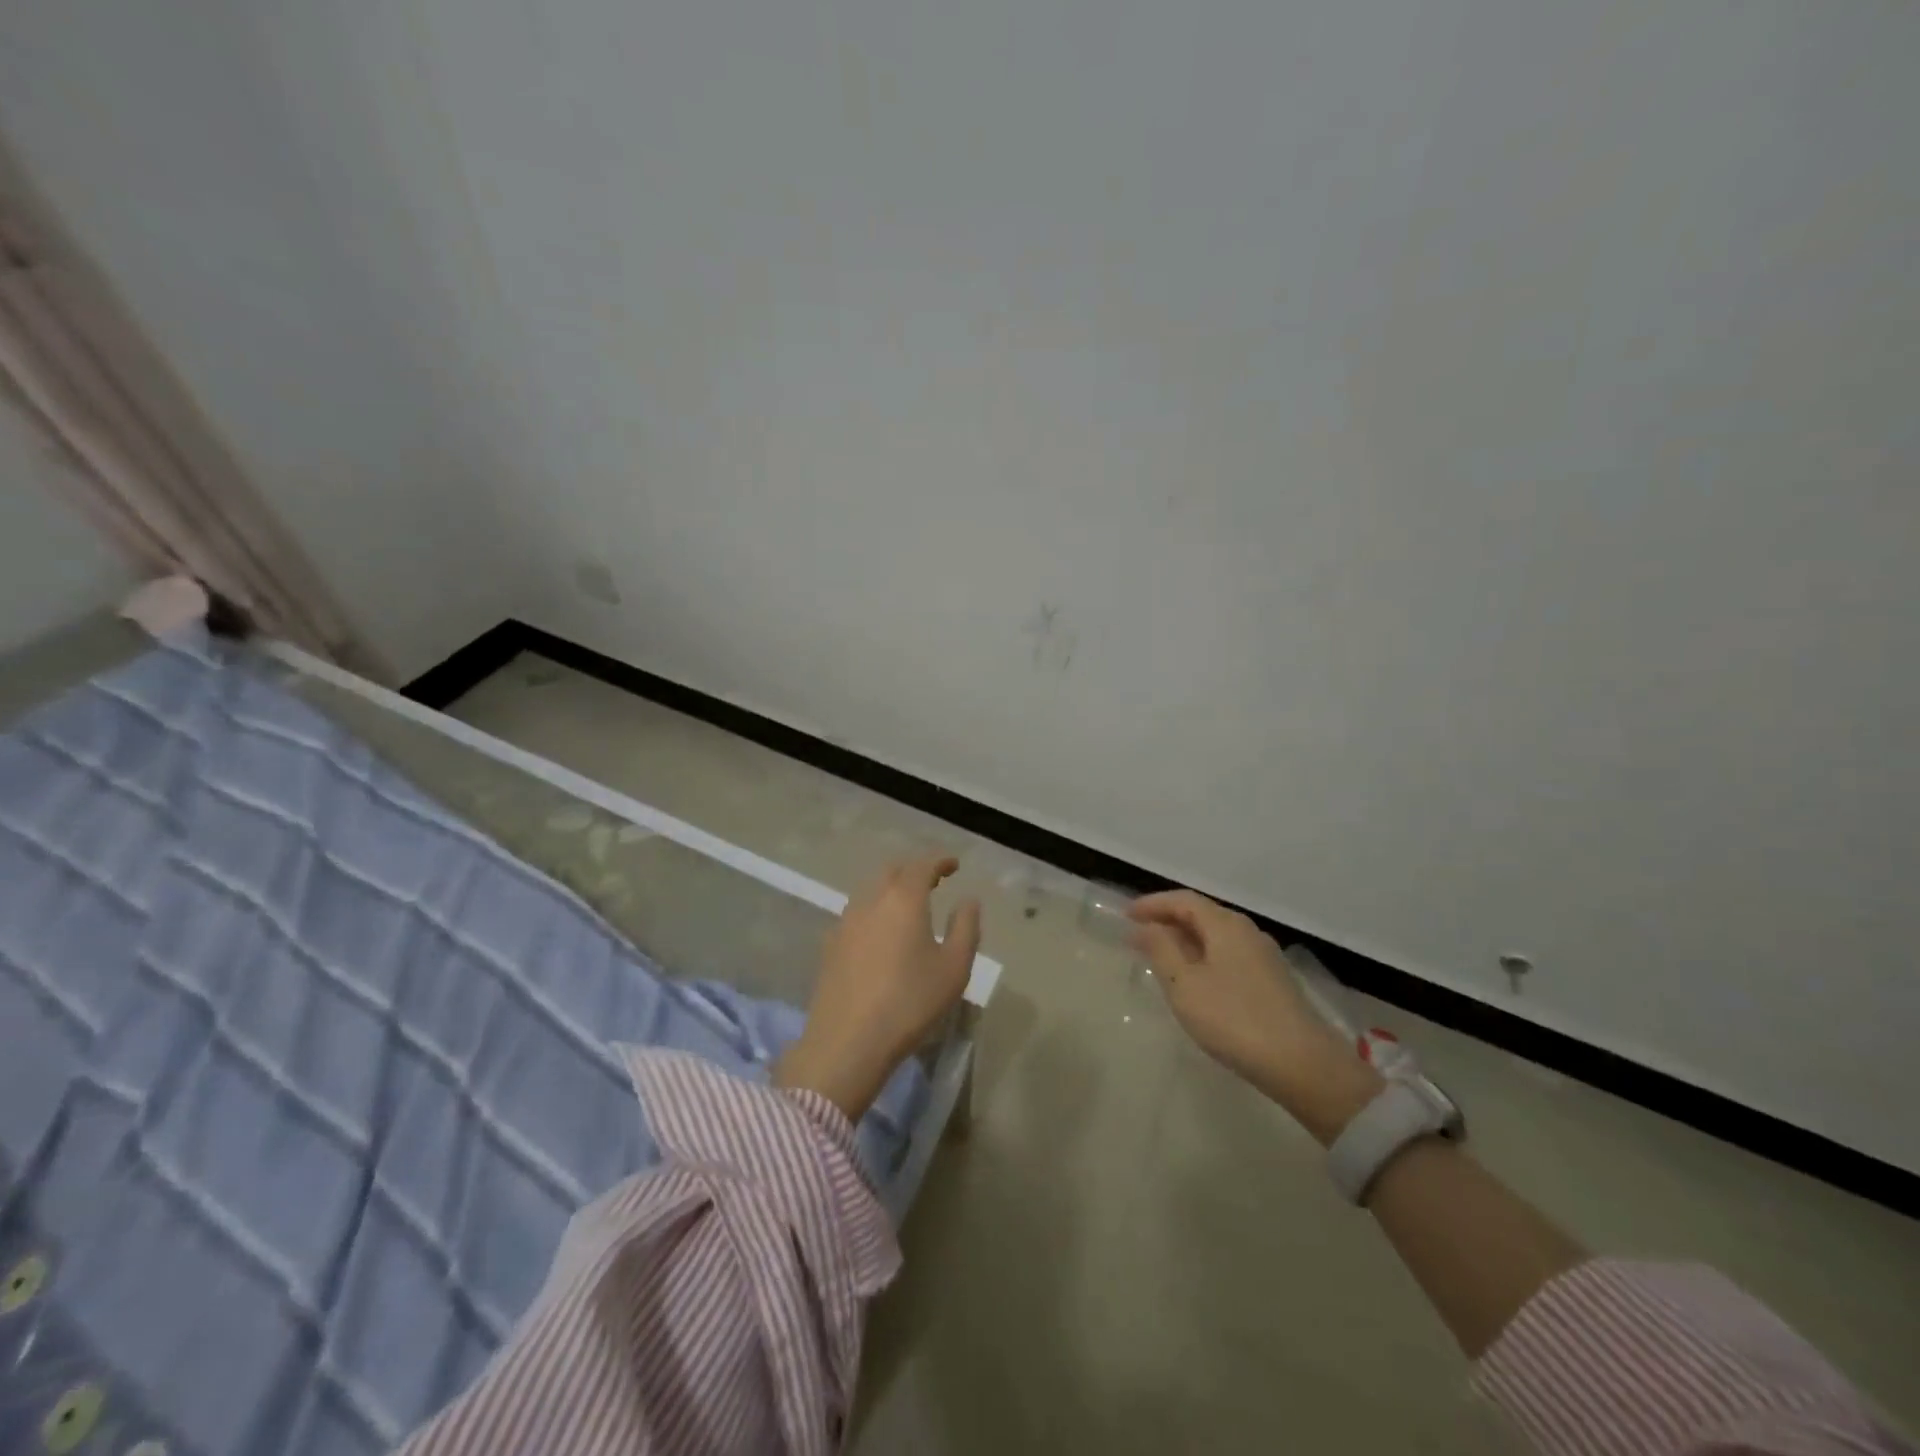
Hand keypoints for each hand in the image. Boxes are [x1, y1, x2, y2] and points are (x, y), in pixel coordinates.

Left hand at [774, 854, 981, 1121]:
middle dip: (913, 871)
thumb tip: (968, 900)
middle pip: (892, 871)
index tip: (954, 865)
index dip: (940, 860)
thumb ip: (965, 927)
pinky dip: (873, 912)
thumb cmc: (910, 1003)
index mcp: (903, 899)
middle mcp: (870, 900)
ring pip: (869, 891)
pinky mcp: (829, 946)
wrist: (847, 1043)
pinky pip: (855, 915)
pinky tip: (879, 934)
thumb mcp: (954, 968)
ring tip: (907, 907)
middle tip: (933, 882)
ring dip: (890, 890)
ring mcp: (844, 922)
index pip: (922, 865)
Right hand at [1129, 889, 1376, 1137]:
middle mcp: (1248, 932)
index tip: (1126, 915)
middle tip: (1139, 934)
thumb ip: (1161, 950)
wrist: (1303, 1065)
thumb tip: (1145, 927)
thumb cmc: (1234, 1019)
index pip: (1183, 900)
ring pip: (1217, 936)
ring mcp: (1264, 957)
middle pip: (1202, 914)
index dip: (1153, 904)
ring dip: (1186, 940)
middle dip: (1168, 920)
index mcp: (1225, 925)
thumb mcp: (1184, 985)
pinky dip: (1204, 957)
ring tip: (1161, 957)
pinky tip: (1196, 980)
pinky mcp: (1273, 982)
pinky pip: (1229, 955)